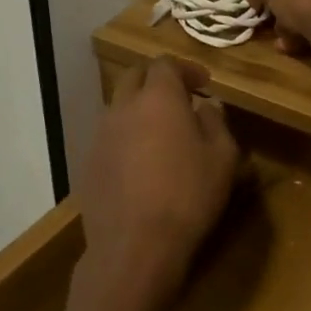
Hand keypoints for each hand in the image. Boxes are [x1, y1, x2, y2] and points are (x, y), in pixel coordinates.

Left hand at [73, 58, 238, 310]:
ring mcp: (100, 135)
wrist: (134, 246)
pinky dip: (126, 138)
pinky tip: (141, 165)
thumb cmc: (187, 196)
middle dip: (157, 82)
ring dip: (139, 110)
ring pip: (119, 107)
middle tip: (180, 100)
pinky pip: (109, 138)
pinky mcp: (88, 163)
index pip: (165, 64)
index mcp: (158, 98)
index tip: (204, 84)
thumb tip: (207, 106)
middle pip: (135, 77)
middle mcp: (123, 107)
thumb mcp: (222, 159)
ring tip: (161, 134)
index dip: (186, 69)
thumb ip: (216, 123)